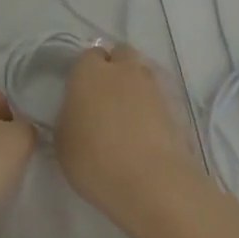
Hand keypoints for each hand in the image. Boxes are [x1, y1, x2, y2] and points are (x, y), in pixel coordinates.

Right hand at [55, 43, 207, 237]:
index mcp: (89, 72)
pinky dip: (153, 107)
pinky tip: (147, 131)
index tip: (82, 94)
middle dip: (114, 68)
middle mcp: (122, 69)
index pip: (88, 56)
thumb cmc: (95, 160)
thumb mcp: (63, 142)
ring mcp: (153, 85)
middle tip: (106, 98)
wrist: (151, 183)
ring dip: (135, 86)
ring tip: (129, 116)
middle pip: (120, 55)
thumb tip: (77, 112)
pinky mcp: (176, 106)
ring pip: (142, 73)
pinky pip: (159, 97)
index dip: (85, 73)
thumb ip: (69, 117)